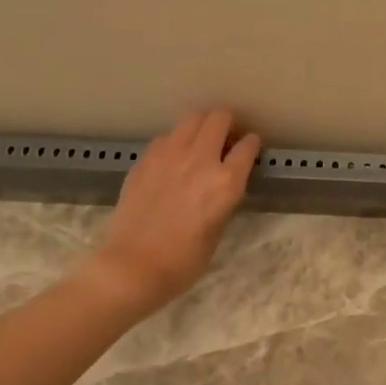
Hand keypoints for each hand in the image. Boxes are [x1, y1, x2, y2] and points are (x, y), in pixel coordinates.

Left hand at [87, 108, 260, 315]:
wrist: (134, 266)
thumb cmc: (184, 261)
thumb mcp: (218, 229)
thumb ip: (223, 197)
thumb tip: (223, 180)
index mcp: (226, 182)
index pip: (247, 146)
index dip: (251, 144)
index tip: (249, 147)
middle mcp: (200, 160)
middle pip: (218, 118)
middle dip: (227, 122)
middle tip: (226, 136)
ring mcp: (168, 155)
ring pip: (190, 118)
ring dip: (201, 125)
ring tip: (201, 140)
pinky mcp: (144, 160)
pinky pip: (165, 137)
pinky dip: (175, 140)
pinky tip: (173, 158)